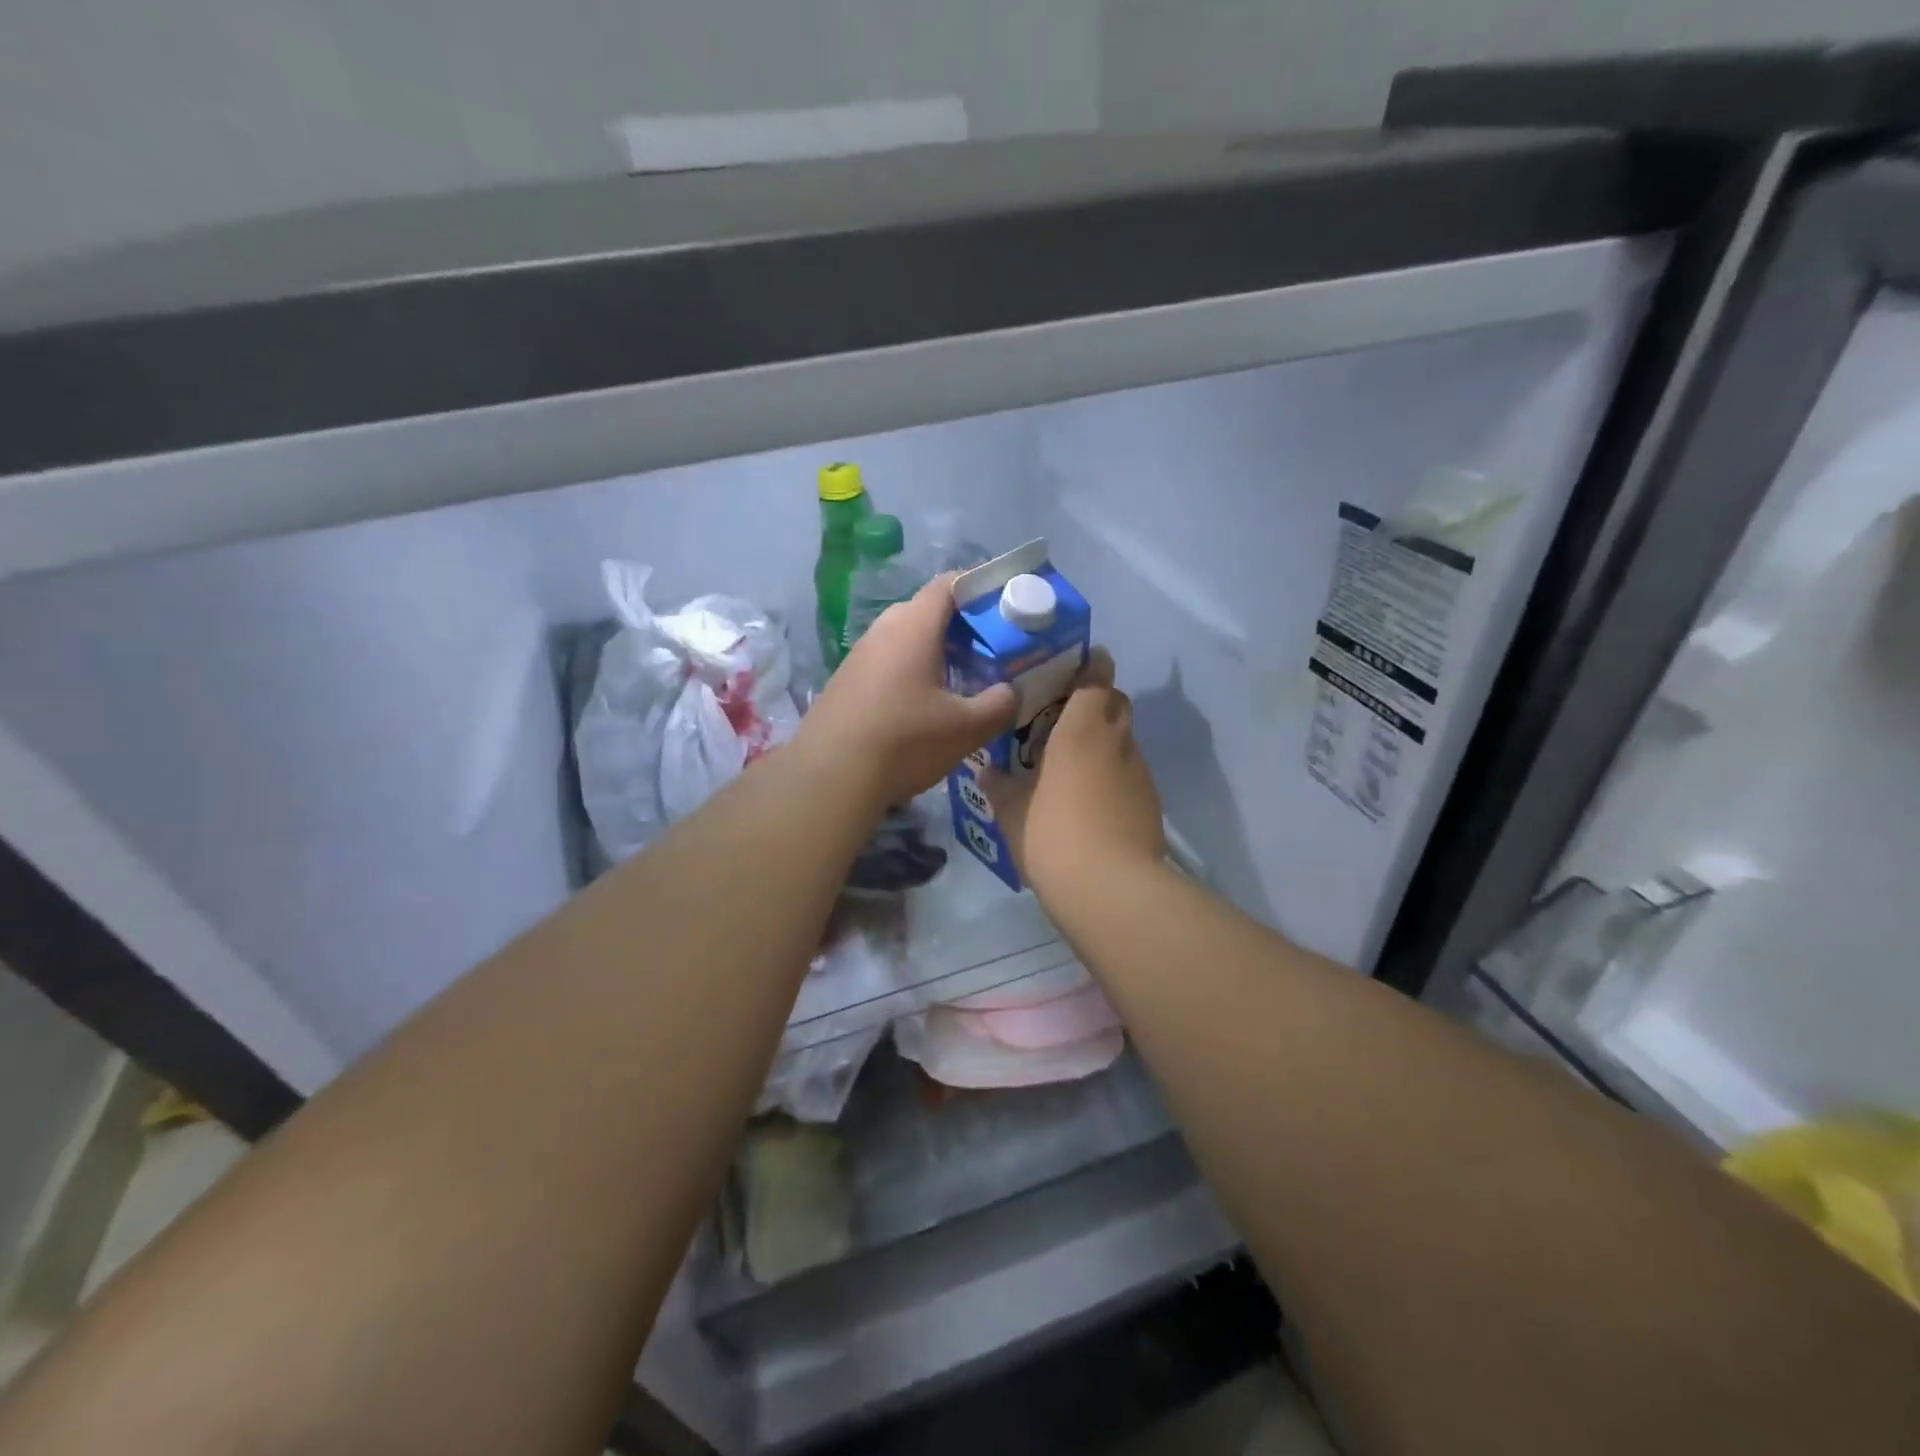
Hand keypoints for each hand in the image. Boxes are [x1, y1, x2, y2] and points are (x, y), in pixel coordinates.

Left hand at [794, 573, 1016, 812]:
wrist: (829, 778)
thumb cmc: (904, 742)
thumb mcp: (967, 728)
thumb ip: (999, 704)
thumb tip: (1010, 691)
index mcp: (914, 626)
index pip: (949, 583)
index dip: (980, 587)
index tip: (1005, 609)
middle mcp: (883, 629)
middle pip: (927, 611)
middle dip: (962, 626)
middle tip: (990, 652)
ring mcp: (859, 655)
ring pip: (905, 639)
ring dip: (935, 652)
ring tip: (961, 682)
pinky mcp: (845, 681)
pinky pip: (887, 662)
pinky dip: (911, 672)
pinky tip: (922, 707)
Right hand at [983, 649, 1165, 901]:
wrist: (1111, 889)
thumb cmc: (1052, 834)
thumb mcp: (1011, 811)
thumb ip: (999, 786)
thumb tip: (986, 771)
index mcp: (1082, 729)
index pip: (1097, 678)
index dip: (1092, 665)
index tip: (1078, 663)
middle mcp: (1118, 741)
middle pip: (1117, 704)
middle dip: (1098, 702)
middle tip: (1066, 718)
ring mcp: (1140, 773)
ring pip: (1125, 741)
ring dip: (1106, 742)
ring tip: (1075, 765)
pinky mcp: (1151, 804)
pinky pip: (1131, 775)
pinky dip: (1115, 776)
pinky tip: (1093, 803)